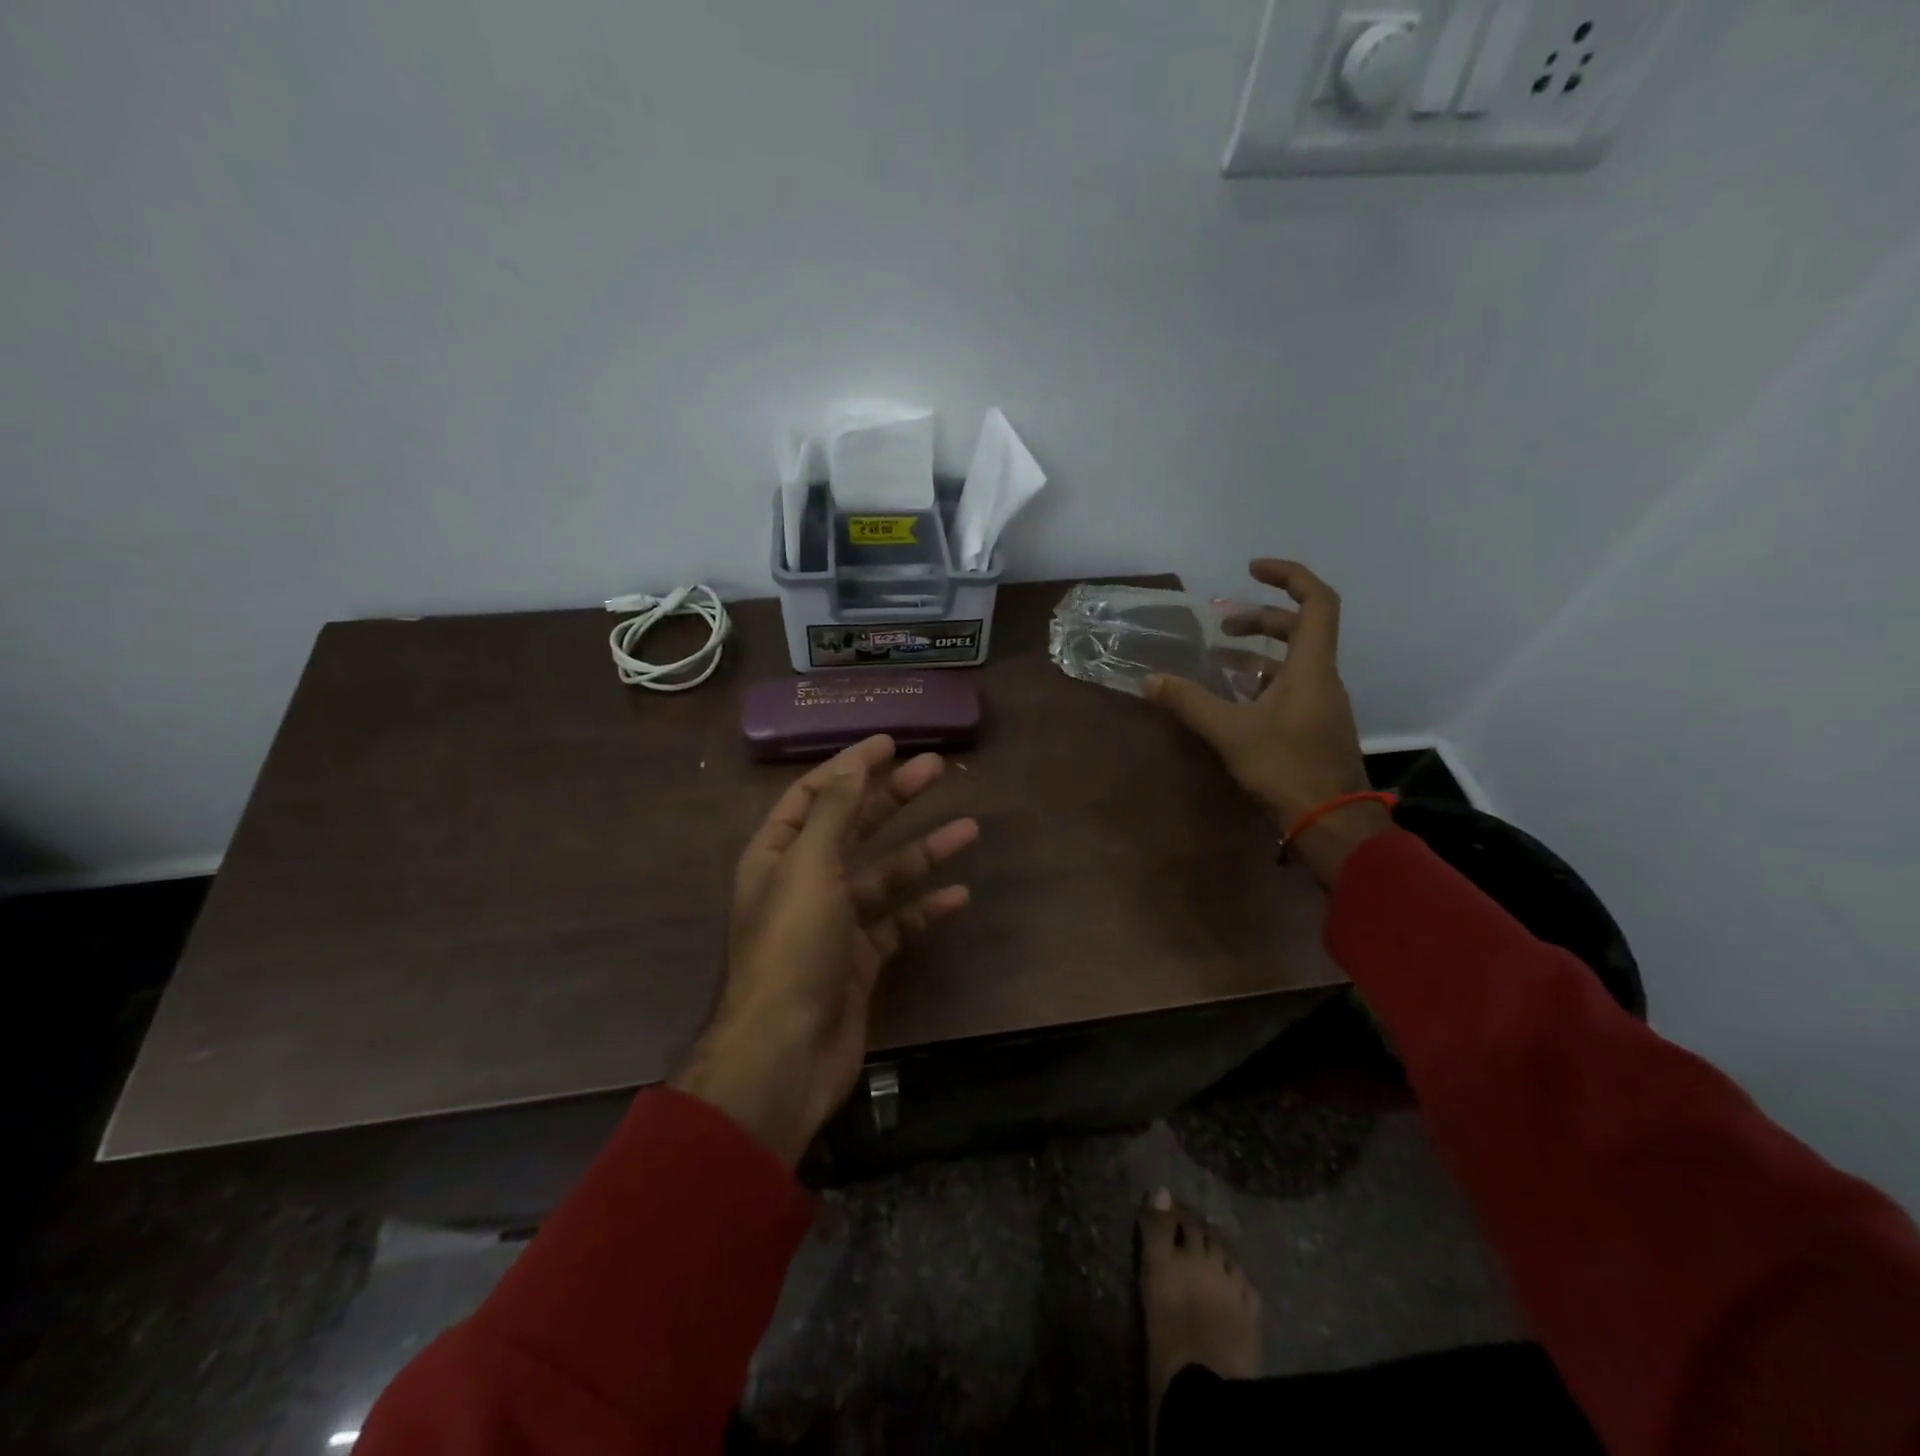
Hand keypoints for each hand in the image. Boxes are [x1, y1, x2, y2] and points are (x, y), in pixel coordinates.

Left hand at [670, 735, 977, 1164]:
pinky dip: (925, 909)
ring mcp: (834, 924)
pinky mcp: (859, 961)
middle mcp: (804, 883)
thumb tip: (854, 760)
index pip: (812, 794)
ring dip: (923, 851)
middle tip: (936, 767)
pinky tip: (959, 896)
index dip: (848, 765)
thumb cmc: (793, 948)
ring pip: (884, 875)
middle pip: (854, 826)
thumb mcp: (810, 867)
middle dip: (893, 796)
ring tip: (969, 828)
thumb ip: (833, 811)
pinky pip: (897, 924)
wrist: (785, 1054)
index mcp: (778, 855)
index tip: (888, 742)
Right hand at [1147, 560, 1388, 884]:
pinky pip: (1289, 688)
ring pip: (1293, 662)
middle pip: (1300, 630)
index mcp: (1312, 668)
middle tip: (1221, 626)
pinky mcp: (1314, 728)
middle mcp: (1322, 679)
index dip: (1289, 576)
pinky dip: (1261, 682)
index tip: (1252, 569)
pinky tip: (1231, 699)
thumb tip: (1149, 681)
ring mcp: (1321, 705)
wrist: (1331, 823)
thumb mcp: (1230, 732)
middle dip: (1260, 619)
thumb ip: (1189, 703)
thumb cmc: (1286, 768)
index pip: (1317, 602)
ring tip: (1217, 660)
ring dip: (1257, 653)